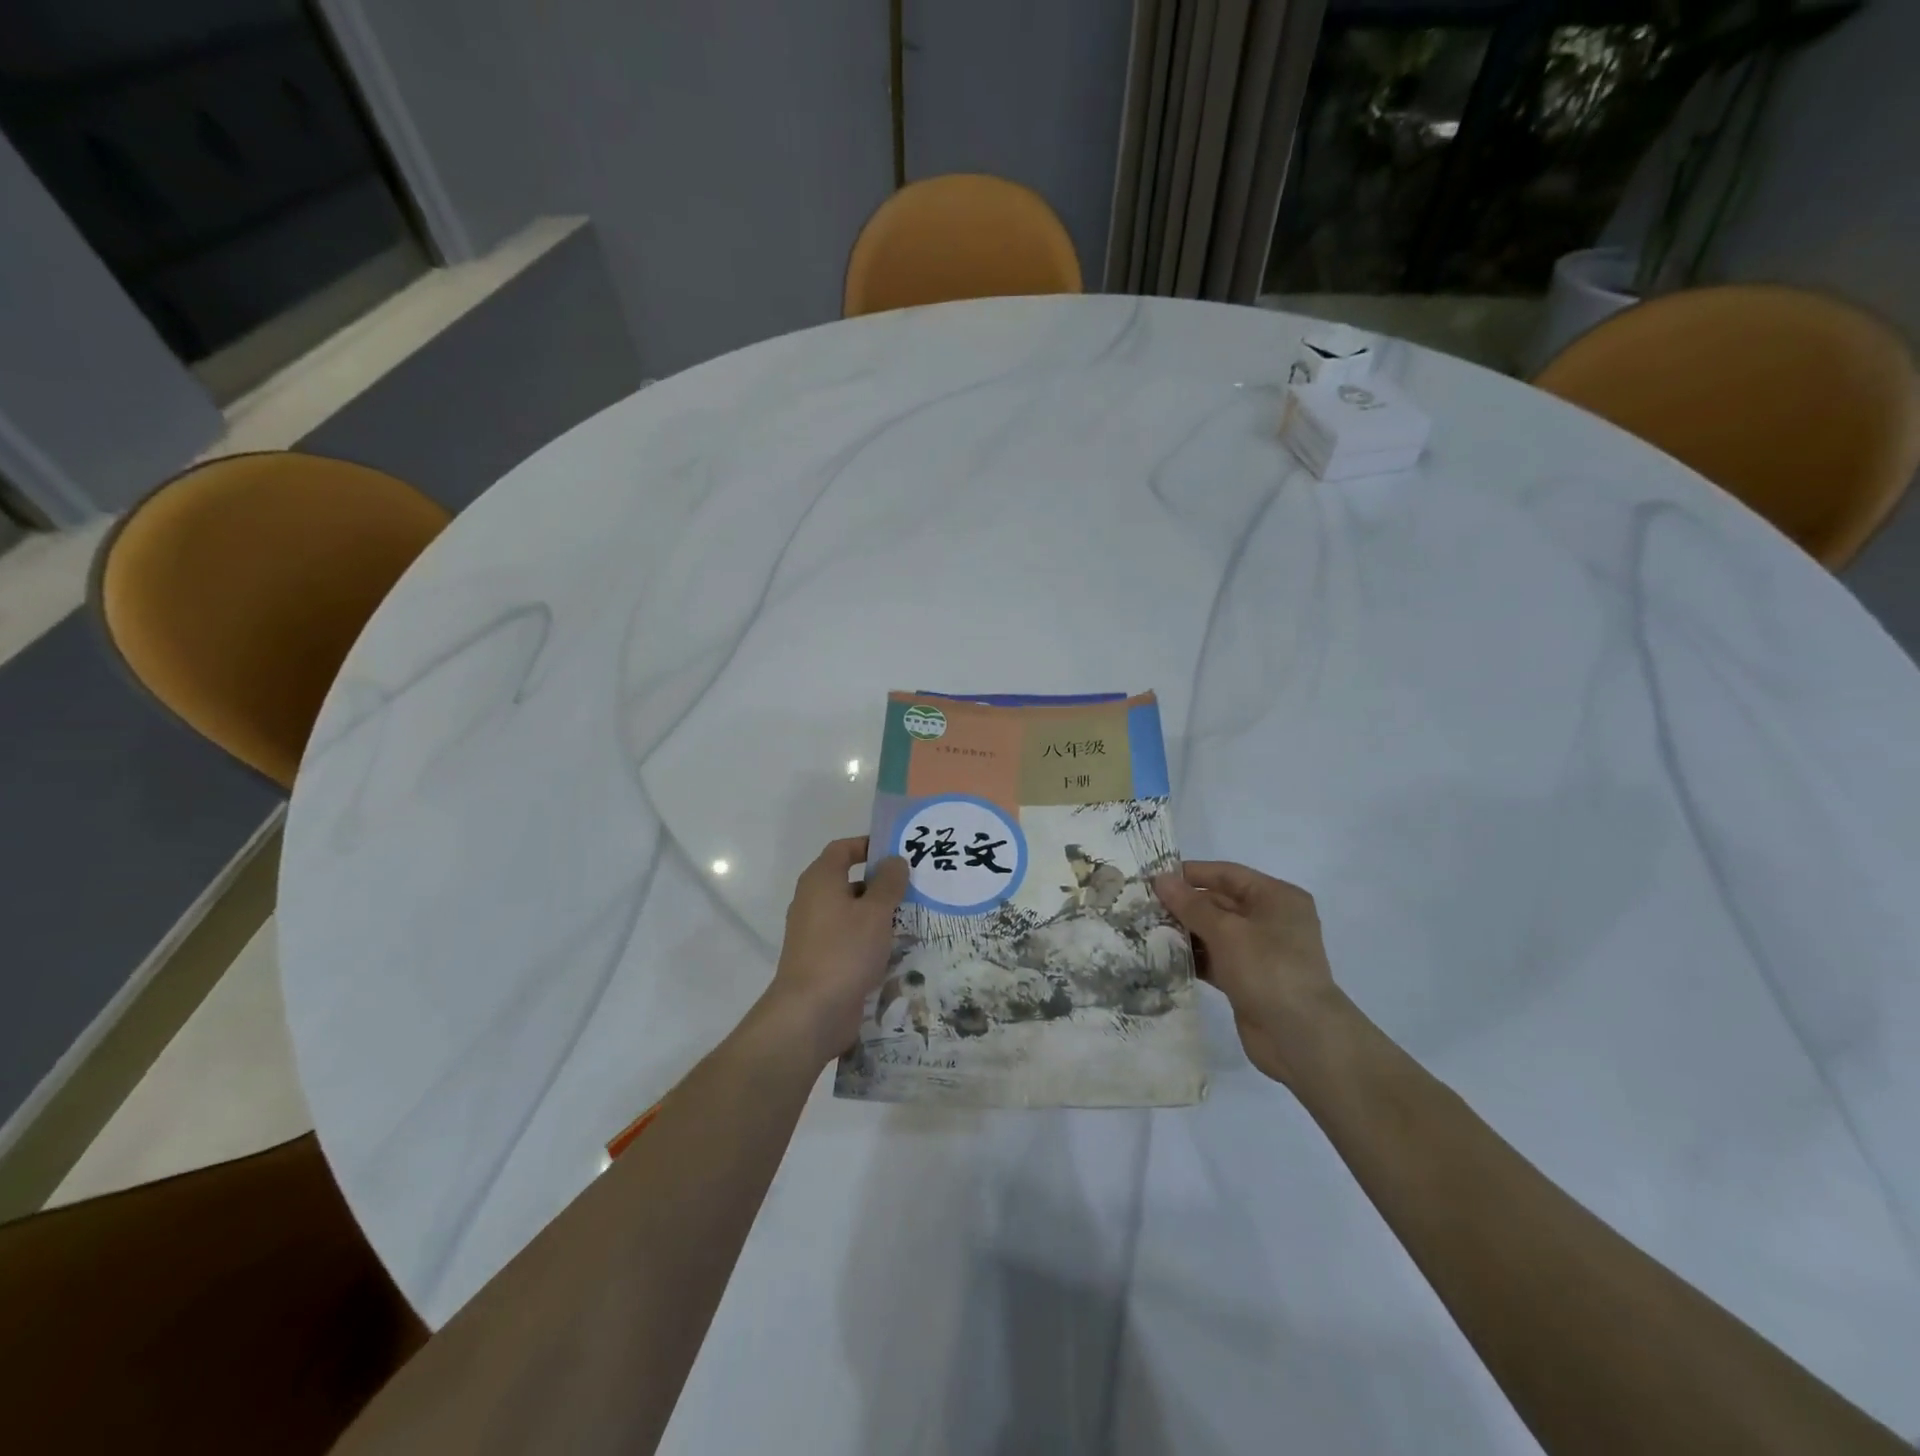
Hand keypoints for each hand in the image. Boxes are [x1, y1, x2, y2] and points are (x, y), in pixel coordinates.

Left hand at [759, 837, 909, 1065]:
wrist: (810, 1013)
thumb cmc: (844, 951)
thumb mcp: (875, 912)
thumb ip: (888, 883)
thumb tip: (894, 860)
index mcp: (820, 880)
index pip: (843, 849)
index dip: (869, 845)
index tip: (898, 852)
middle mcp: (813, 901)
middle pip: (850, 881)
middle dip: (881, 883)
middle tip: (916, 886)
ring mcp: (815, 932)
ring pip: (852, 913)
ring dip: (879, 914)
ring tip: (914, 918)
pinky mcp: (822, 959)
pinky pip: (850, 939)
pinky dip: (871, 939)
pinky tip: (897, 950)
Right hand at [1153, 860, 1345, 1086]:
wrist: (1300, 1037)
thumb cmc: (1267, 969)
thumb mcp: (1227, 931)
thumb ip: (1191, 905)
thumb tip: (1160, 879)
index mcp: (1276, 897)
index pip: (1227, 874)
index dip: (1190, 874)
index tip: (1153, 878)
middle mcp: (1270, 920)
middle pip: (1220, 902)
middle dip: (1183, 904)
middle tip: (1143, 906)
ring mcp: (1260, 951)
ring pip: (1215, 932)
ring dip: (1184, 931)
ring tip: (1146, 930)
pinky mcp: (1248, 979)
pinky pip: (1215, 959)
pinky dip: (1193, 957)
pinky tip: (1163, 957)